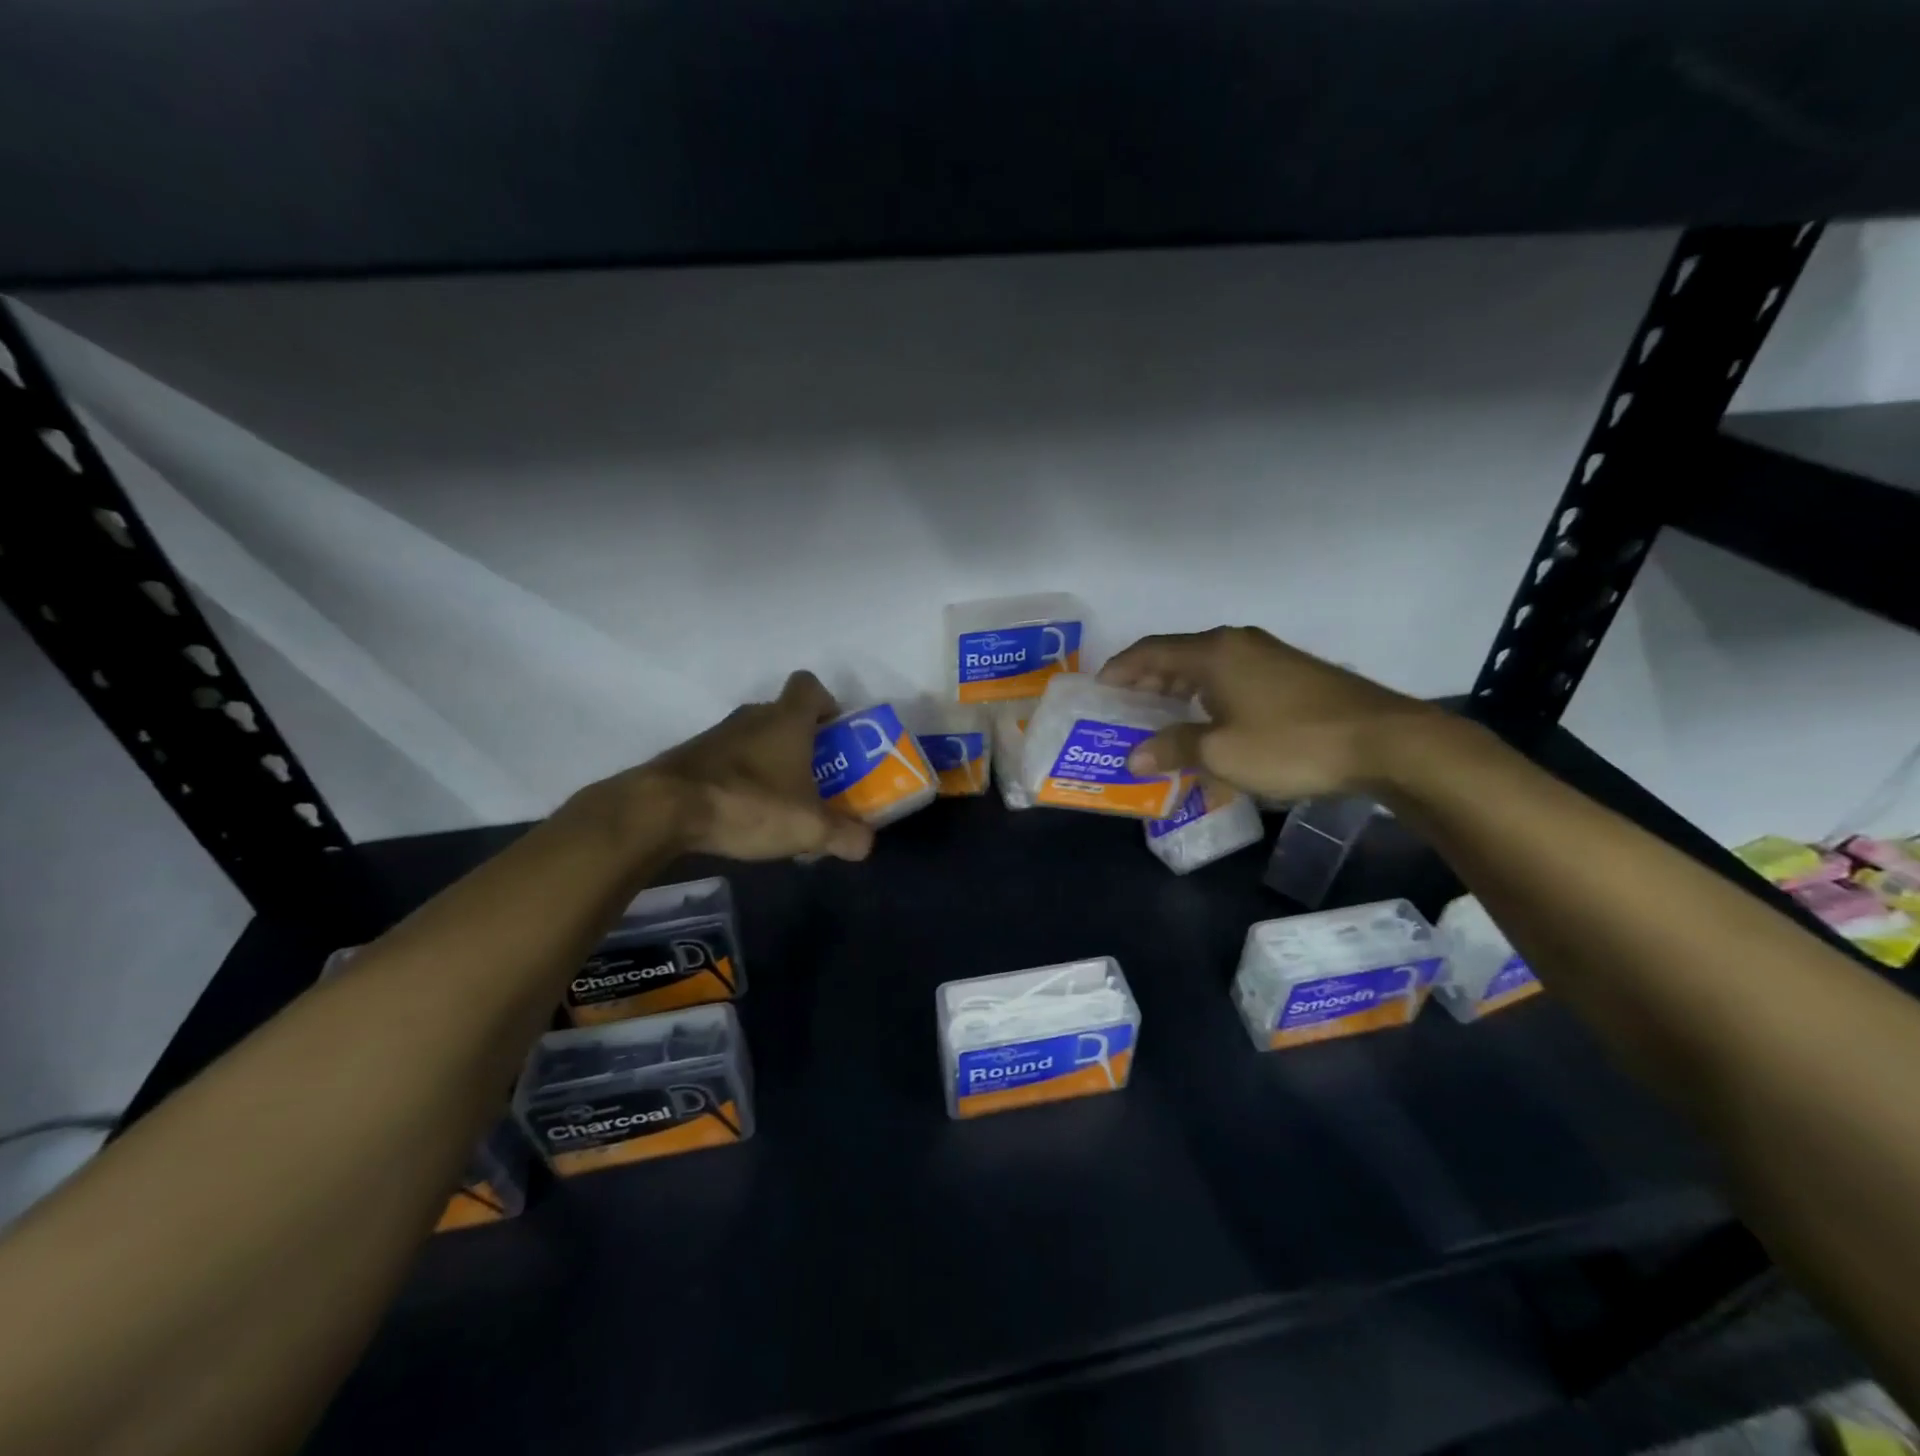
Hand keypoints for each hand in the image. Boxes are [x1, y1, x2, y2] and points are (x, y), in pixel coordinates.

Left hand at [579, 671, 875, 862]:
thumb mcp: (809, 827)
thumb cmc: (748, 803)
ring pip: (755, 739)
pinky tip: (743, 813)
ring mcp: (718, 736)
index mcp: (787, 720)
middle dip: (803, 743)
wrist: (663, 809)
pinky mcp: (692, 758)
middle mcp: (752, 717)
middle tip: (816, 778)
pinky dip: (740, 778)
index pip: (809, 685)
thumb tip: (865, 844)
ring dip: (770, 762)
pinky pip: (728, 760)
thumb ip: (844, 835)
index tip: (835, 733)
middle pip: (784, 715)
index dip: (826, 703)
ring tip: (780, 803)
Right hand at [1098, 627, 1440, 800]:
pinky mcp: (1292, 674)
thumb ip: (1173, 748)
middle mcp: (1238, 644)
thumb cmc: (1291, 743)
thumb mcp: (1222, 753)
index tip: (1098, 690)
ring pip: (1207, 668)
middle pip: (1177, 656)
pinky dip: (1209, 697)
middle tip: (1123, 710)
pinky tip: (1210, 724)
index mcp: (1214, 654)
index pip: (1150, 652)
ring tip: (1160, 719)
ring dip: (1179, 691)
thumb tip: (1134, 757)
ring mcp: (1269, 656)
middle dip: (1146, 682)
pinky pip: (1233, 679)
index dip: (1120, 669)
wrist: (1386, 741)